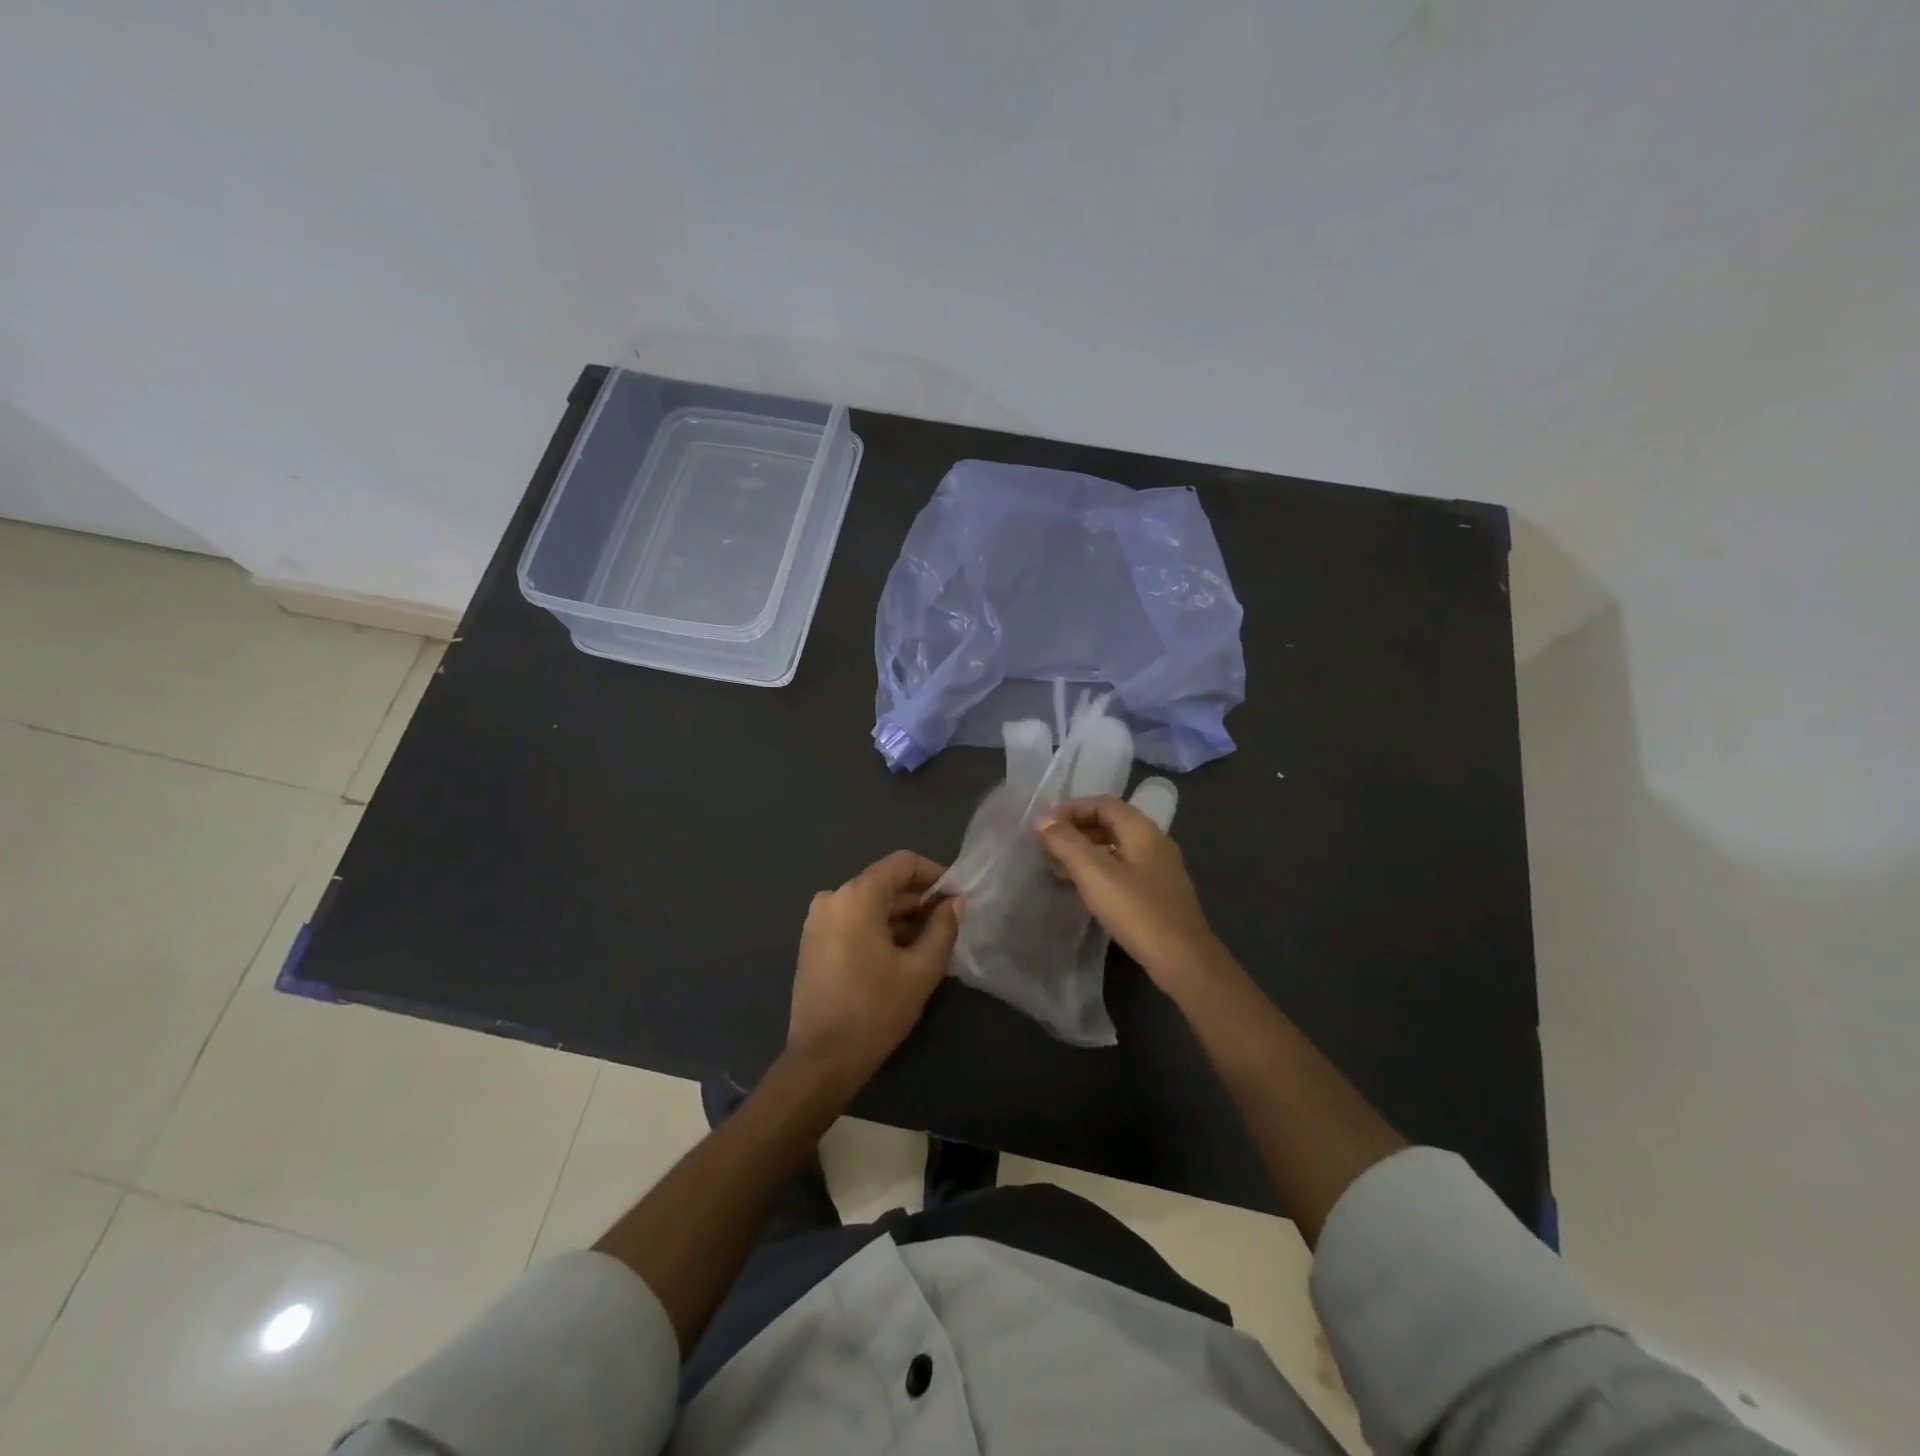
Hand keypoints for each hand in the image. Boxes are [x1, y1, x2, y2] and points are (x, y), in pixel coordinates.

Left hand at [786, 850, 961, 1087]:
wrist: (821, 1060)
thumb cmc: (875, 1010)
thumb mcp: (921, 970)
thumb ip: (943, 929)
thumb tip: (954, 903)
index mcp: (856, 896)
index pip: (903, 864)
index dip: (935, 875)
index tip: (957, 898)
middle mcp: (832, 898)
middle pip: (885, 885)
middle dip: (920, 902)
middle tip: (950, 926)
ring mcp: (818, 921)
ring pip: (870, 906)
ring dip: (902, 919)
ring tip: (931, 945)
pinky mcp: (813, 943)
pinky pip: (854, 922)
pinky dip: (879, 931)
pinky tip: (902, 957)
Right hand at [1035, 796, 1226, 996]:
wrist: (1183, 959)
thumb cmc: (1137, 911)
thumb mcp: (1094, 873)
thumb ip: (1065, 842)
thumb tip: (1042, 819)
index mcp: (1142, 830)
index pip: (1103, 803)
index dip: (1071, 809)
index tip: (1044, 825)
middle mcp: (1155, 842)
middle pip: (1111, 823)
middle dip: (1076, 830)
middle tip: (1048, 846)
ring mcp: (1160, 868)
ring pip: (1116, 847)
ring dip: (1086, 851)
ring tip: (1059, 867)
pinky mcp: (1159, 892)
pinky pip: (1124, 868)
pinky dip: (1100, 870)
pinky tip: (1085, 889)